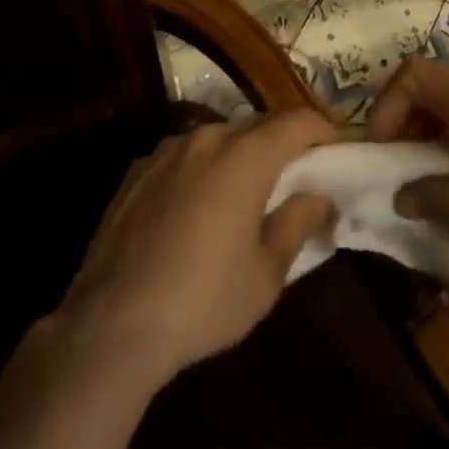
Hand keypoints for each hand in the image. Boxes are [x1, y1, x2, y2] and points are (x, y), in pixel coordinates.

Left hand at [57, 111, 337, 384]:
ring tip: (246, 194)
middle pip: (259, 125)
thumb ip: (298, 223)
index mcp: (246, 155)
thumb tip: (318, 197)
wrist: (110, 326)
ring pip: (220, 138)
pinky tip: (197, 209)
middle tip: (298, 177)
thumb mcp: (266, 274)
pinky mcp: (138, 170)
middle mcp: (207, 138)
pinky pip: (185, 156)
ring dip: (241, 155)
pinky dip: (203, 169)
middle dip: (284, 144)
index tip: (338, 152)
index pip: (299, 121)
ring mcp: (167, 150)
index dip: (324, 131)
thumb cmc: (203, 301)